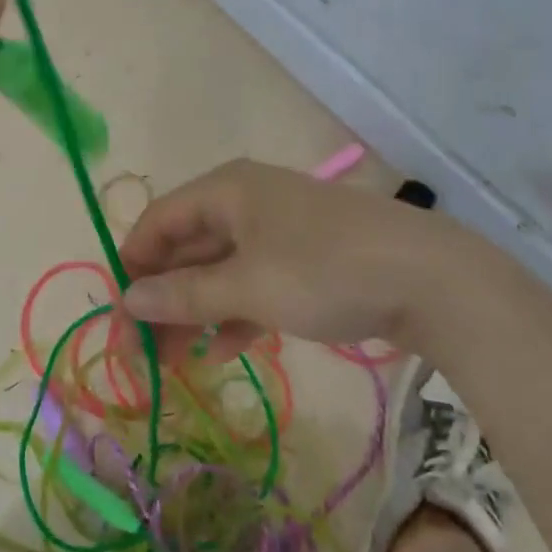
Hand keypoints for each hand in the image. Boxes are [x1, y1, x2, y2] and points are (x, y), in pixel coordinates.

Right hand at [116, 159, 446, 363]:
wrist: (433, 280)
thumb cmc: (325, 271)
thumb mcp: (247, 287)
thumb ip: (183, 294)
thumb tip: (127, 299)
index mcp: (226, 190)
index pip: (158, 222)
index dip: (132, 266)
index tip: (118, 317)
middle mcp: (246, 201)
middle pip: (186, 247)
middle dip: (162, 297)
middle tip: (142, 352)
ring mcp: (278, 230)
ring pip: (219, 269)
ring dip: (194, 311)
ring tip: (174, 361)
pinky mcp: (305, 258)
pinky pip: (252, 281)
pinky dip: (233, 312)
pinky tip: (223, 350)